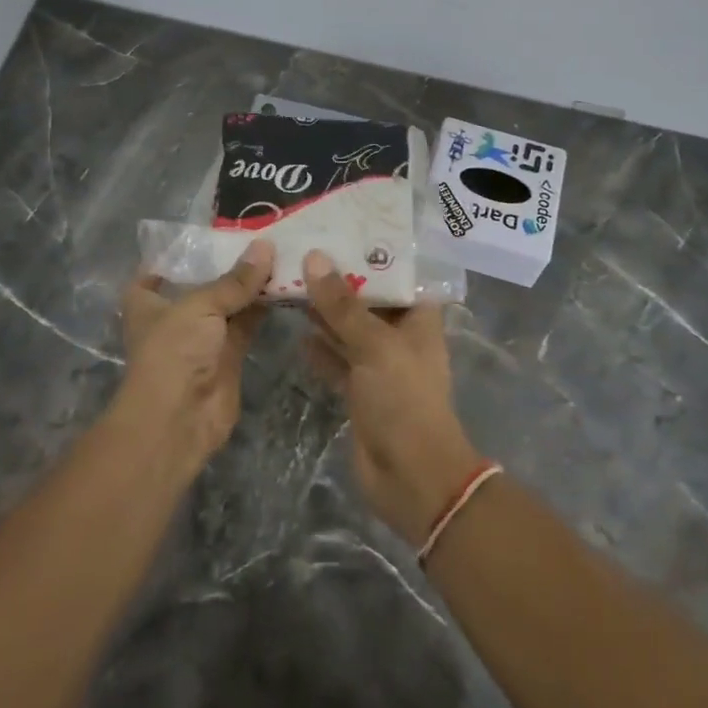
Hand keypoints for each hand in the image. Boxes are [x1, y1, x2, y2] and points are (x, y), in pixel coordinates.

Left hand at [115, 240, 274, 474]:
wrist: (179, 419)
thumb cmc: (173, 351)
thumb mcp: (200, 305)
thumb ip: (235, 280)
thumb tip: (266, 246)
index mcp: (148, 302)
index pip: (155, 271)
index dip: (175, 254)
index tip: (206, 232)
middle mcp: (174, 316)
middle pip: (202, 283)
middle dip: (227, 263)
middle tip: (261, 234)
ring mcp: (202, 337)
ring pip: (230, 303)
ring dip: (251, 285)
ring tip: (281, 252)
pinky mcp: (229, 356)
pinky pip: (248, 324)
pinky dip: (264, 307)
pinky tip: (286, 284)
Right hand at [302, 250, 482, 542]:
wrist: (411, 476)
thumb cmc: (404, 399)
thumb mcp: (374, 344)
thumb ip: (342, 304)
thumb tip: (314, 258)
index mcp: (417, 319)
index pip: (395, 275)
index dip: (370, 254)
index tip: (337, 231)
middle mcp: (399, 337)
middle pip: (367, 300)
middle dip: (338, 280)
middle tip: (302, 251)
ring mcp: (378, 365)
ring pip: (348, 329)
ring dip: (324, 312)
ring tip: (290, 282)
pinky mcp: (359, 390)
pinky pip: (336, 360)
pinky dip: (319, 348)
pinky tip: (295, 330)